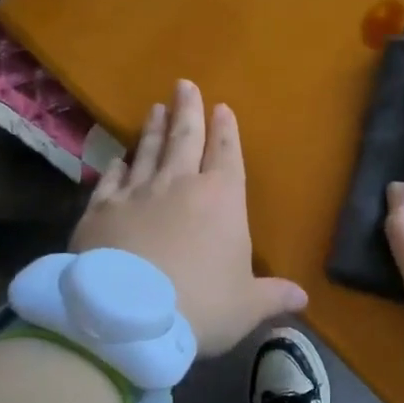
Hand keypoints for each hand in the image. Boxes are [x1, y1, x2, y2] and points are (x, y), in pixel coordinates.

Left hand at [72, 80, 306, 355]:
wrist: (127, 317)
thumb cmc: (200, 305)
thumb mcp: (246, 306)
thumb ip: (274, 296)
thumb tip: (303, 298)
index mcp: (222, 198)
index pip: (227, 153)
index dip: (226, 130)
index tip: (222, 107)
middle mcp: (180, 184)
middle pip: (185, 138)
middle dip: (188, 110)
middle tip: (183, 84)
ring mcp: (137, 193)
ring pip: (148, 151)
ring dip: (153, 129)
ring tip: (155, 109)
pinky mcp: (100, 210)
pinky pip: (111, 179)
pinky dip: (116, 166)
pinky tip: (118, 158)